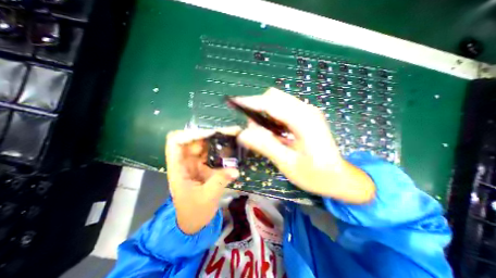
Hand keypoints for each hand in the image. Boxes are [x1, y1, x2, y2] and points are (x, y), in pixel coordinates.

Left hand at [165, 127, 241, 233]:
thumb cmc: (194, 212)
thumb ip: (220, 181)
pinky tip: (229, 147)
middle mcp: (185, 163)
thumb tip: (236, 170)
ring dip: (214, 140)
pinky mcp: (204, 167)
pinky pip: (210, 153)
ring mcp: (195, 164)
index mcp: (178, 169)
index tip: (208, 134)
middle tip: (226, 132)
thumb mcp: (207, 197)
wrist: (194, 222)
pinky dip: (219, 149)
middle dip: (207, 134)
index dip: (189, 134)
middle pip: (192, 141)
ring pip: (202, 145)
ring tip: (230, 136)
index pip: (175, 143)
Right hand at [235, 88, 373, 203]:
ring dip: (264, 112)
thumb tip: (242, 134)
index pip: (271, 103)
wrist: (340, 178)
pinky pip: (283, 109)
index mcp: (304, 120)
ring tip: (261, 132)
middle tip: (251, 128)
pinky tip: (272, 132)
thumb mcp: (288, 164)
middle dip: (257, 107)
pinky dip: (272, 116)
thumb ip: (266, 146)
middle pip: (274, 96)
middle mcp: (306, 110)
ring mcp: (307, 112)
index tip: (235, 104)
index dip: (251, 102)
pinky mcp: (306, 117)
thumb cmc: (316, 175)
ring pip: (278, 101)